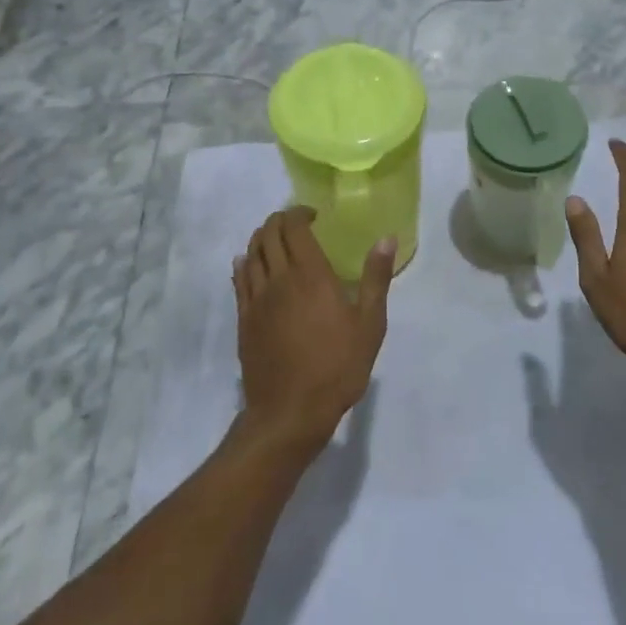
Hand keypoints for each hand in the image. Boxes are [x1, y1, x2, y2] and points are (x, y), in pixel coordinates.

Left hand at [233, 208, 393, 451]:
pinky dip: (244, 264)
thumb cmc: (337, 366)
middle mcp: (278, 279)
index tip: (313, 214)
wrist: (290, 412)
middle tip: (296, 223)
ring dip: (261, 238)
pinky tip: (249, 265)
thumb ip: (376, 278)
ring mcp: (256, 300)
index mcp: (310, 274)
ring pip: (251, 254)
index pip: (293, 227)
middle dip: (279, 220)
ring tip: (276, 240)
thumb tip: (386, 238)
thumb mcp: (369, 324)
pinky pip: (239, 280)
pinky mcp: (243, 320)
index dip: (299, 213)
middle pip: (268, 234)